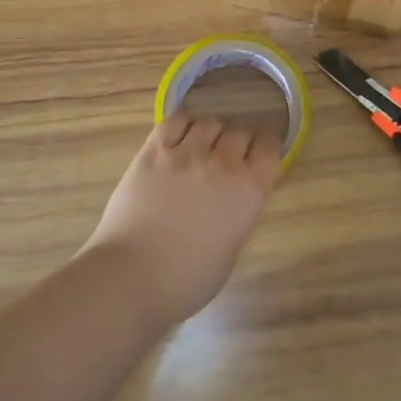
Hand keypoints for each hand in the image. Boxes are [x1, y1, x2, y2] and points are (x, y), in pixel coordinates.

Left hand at [81, 112, 283, 326]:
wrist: (131, 276)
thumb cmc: (185, 281)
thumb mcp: (229, 251)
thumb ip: (237, 216)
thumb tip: (230, 202)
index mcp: (249, 192)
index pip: (270, 149)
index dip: (265, 149)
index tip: (258, 156)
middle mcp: (223, 164)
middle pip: (239, 132)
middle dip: (236, 144)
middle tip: (225, 159)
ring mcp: (187, 153)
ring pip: (209, 122)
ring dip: (210, 133)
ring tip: (201, 147)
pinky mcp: (154, 150)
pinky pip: (175, 119)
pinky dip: (182, 123)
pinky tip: (179, 136)